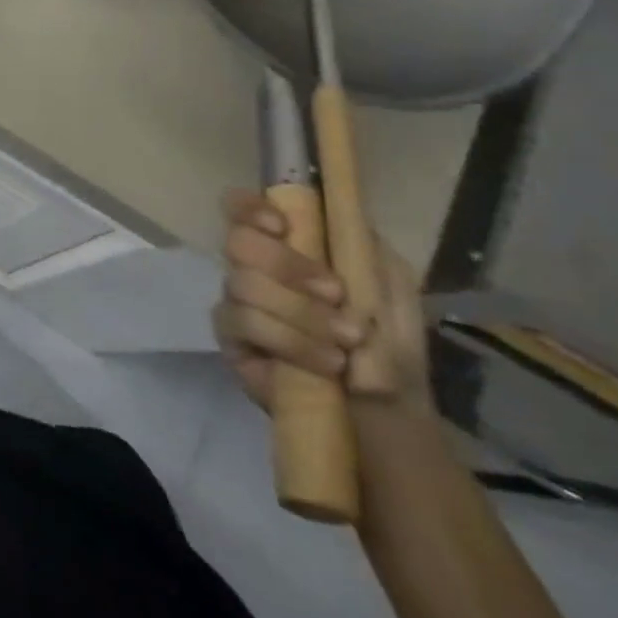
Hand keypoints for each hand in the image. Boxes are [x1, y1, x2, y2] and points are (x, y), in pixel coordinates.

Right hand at [214, 190, 430, 414]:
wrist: (387, 412)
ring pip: (243, 284)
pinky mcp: (229, 338)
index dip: (250, 208)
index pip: (240, 207)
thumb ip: (357, 241)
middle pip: (238, 242)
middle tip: (335, 293)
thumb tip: (329, 204)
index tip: (283, 227)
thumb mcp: (388, 283)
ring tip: (345, 341)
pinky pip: (243, 322)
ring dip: (300, 311)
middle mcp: (251, 267)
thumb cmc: (388, 342)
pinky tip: (324, 362)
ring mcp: (236, 301)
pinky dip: (289, 339)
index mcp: (284, 245)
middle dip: (287, 265)